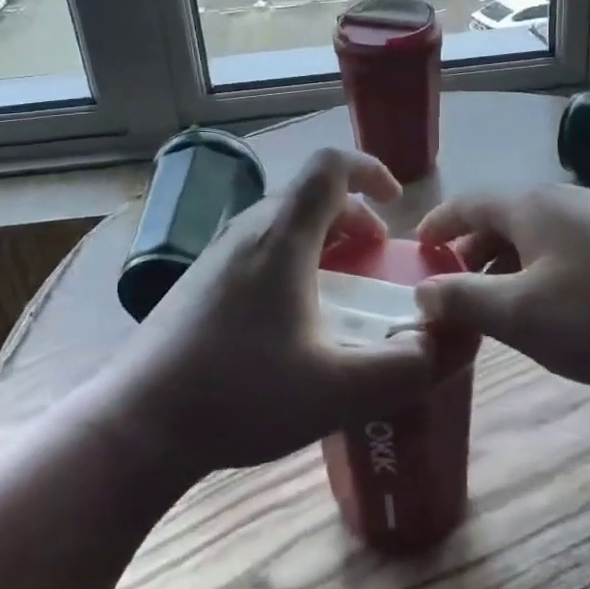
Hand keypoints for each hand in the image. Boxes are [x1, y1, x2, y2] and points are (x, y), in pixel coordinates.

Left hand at [113, 147, 445, 472]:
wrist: (138, 423)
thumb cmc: (239, 394)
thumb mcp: (337, 391)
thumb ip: (405, 369)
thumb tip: (451, 344)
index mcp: (282, 238)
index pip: (330, 166)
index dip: (370, 169)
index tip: (397, 204)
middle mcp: (248, 231)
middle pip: (310, 194)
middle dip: (354, 216)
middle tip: (376, 259)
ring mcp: (217, 254)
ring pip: (283, 221)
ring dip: (324, 239)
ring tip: (341, 289)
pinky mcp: (200, 280)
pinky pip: (260, 247)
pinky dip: (294, 258)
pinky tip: (293, 319)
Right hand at [414, 185, 589, 395]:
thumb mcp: (522, 314)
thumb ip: (464, 300)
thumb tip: (422, 291)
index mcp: (529, 206)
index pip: (467, 204)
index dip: (438, 225)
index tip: (415, 250)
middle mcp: (562, 201)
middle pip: (501, 220)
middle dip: (470, 254)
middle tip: (451, 292)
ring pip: (535, 238)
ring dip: (507, 268)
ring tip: (496, 309)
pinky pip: (566, 251)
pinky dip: (541, 274)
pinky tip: (553, 311)